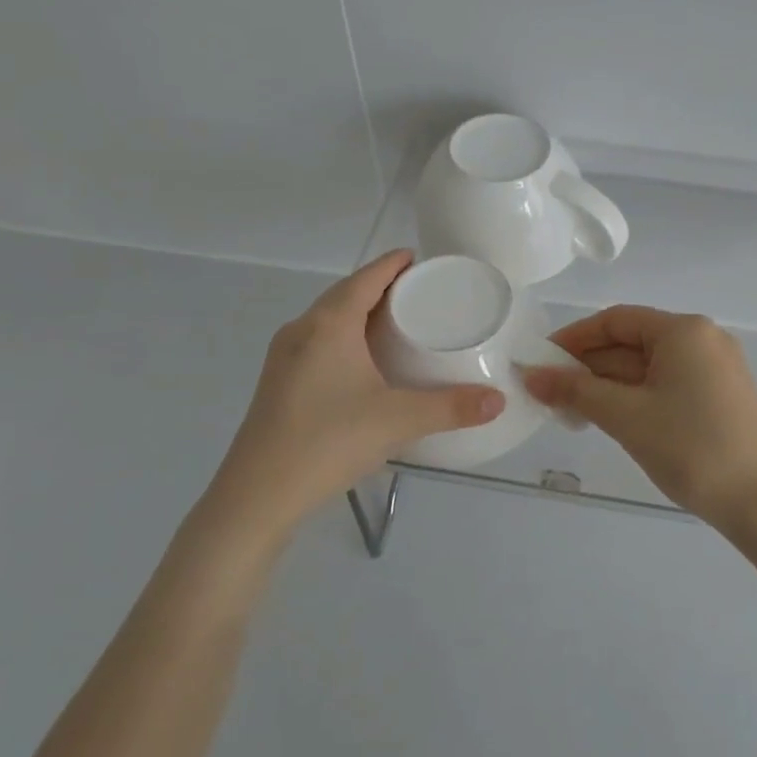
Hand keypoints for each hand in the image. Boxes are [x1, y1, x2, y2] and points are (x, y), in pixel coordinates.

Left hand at [210, 251, 504, 537]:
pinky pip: (318, 342)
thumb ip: (451, 408)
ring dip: (360, 313)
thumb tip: (499, 401)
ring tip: (396, 323)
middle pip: (345, 293)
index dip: (394, 264)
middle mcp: (302, 330)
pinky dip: (344, 337)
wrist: (257, 496)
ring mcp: (284, 357)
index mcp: (329, 324)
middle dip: (380, 287)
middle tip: (419, 293)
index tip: (421, 259)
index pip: (366, 277)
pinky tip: (362, 362)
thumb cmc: (329, 442)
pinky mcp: (278, 383)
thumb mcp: (398, 421)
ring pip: (328, 319)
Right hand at [521, 306, 756, 529]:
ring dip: (609, 384)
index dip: (574, 338)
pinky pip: (668, 383)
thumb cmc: (690, 448)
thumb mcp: (626, 416)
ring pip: (649, 365)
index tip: (541, 361)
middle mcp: (703, 338)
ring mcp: (716, 367)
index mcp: (684, 331)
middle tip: (550, 393)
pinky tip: (611, 417)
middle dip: (589, 366)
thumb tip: (531, 376)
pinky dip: (636, 395)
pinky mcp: (721, 395)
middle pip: (632, 342)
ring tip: (573, 411)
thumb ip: (575, 390)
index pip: (616, 320)